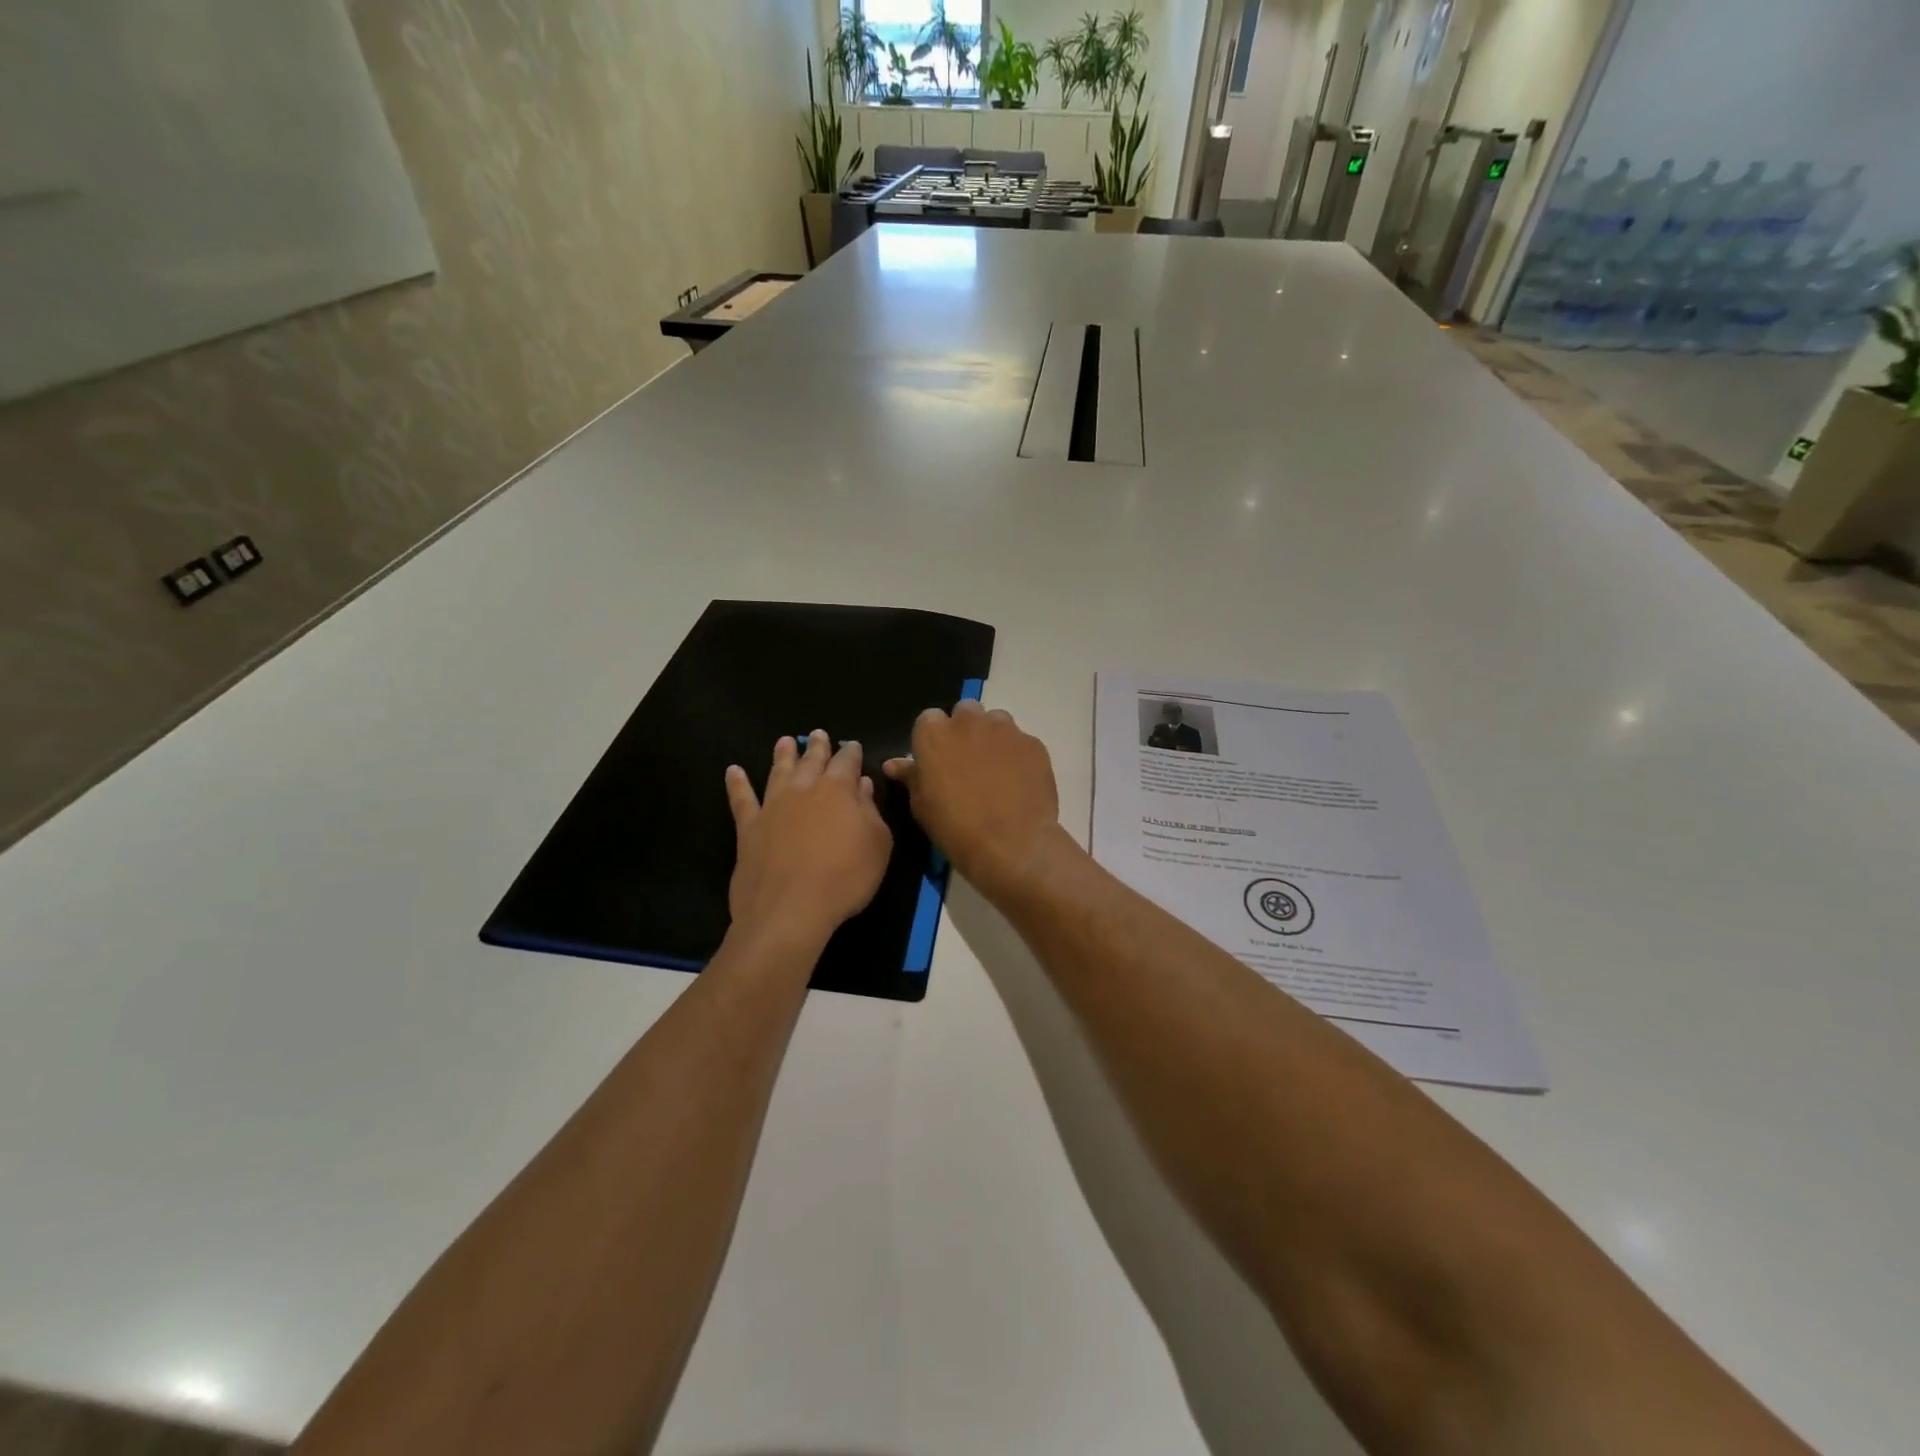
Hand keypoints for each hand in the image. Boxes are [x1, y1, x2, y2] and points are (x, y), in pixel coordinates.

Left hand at [726, 731, 892, 948]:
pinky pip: (741, 799)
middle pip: (811, 761)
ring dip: (782, 755)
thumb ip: (871, 811)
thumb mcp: (877, 846)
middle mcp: (803, 789)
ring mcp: (772, 806)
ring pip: (778, 771)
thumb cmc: (844, 878)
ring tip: (784, 741)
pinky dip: (737, 783)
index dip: (851, 753)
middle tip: (818, 734)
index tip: (853, 746)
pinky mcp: (749, 827)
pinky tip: (733, 771)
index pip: (847, 762)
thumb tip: (863, 785)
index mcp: (838, 790)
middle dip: (817, 747)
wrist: (790, 910)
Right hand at [883, 701, 1061, 901]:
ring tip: (995, 770)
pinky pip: (1021, 742)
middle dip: (964, 730)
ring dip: (992, 737)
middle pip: (964, 713)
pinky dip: (1017, 755)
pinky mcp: (1033, 743)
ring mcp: (1005, 730)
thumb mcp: (922, 805)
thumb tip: (893, 764)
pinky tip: (1018, 782)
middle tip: (966, 763)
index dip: (933, 740)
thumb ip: (911, 776)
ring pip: (996, 721)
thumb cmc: (955, 827)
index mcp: (934, 733)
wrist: (1011, 844)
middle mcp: (969, 721)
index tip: (937, 762)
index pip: (928, 720)